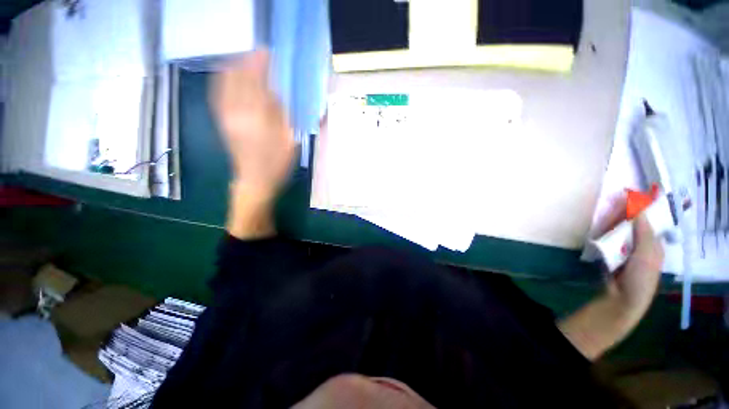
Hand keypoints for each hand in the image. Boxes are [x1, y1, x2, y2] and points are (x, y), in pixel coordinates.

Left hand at [211, 50, 294, 202]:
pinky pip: (217, 95)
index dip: (260, 65)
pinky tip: (226, 74)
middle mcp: (238, 113)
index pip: (256, 83)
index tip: (266, 53)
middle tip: (257, 54)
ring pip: (224, 84)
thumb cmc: (277, 164)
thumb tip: (273, 95)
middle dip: (246, 62)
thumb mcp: (288, 141)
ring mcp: (226, 117)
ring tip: (242, 59)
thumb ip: (280, 115)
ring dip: (233, 68)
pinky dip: (221, 80)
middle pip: (238, 79)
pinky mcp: (221, 122)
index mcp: (258, 119)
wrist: (254, 181)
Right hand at [605, 214, 664, 320]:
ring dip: (611, 225)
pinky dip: (603, 235)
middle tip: (611, 206)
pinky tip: (598, 230)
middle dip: (622, 217)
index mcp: (653, 245)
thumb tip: (639, 208)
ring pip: (618, 233)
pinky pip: (608, 241)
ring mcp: (625, 251)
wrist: (623, 298)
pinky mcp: (611, 255)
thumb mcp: (646, 254)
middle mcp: (640, 245)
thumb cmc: (641, 276)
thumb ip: (644, 232)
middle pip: (631, 227)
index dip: (639, 211)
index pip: (647, 223)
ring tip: (602, 216)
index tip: (627, 199)